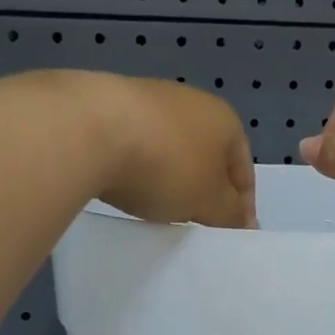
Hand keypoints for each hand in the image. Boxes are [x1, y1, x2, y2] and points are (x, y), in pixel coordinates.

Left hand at [85, 74, 256, 227]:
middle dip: (204, 189)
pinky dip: (137, 167)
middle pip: (206, 156)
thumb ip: (229, 213)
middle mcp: (191, 102)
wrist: (89, 129)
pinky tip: (126, 185)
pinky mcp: (109, 106)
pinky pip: (136, 145)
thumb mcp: (208, 201)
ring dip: (170, 177)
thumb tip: (244, 221)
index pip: (244, 169)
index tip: (232, 235)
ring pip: (170, 149)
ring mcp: (148, 99)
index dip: (242, 205)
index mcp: (225, 120)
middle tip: (196, 223)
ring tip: (159, 207)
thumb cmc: (166, 166)